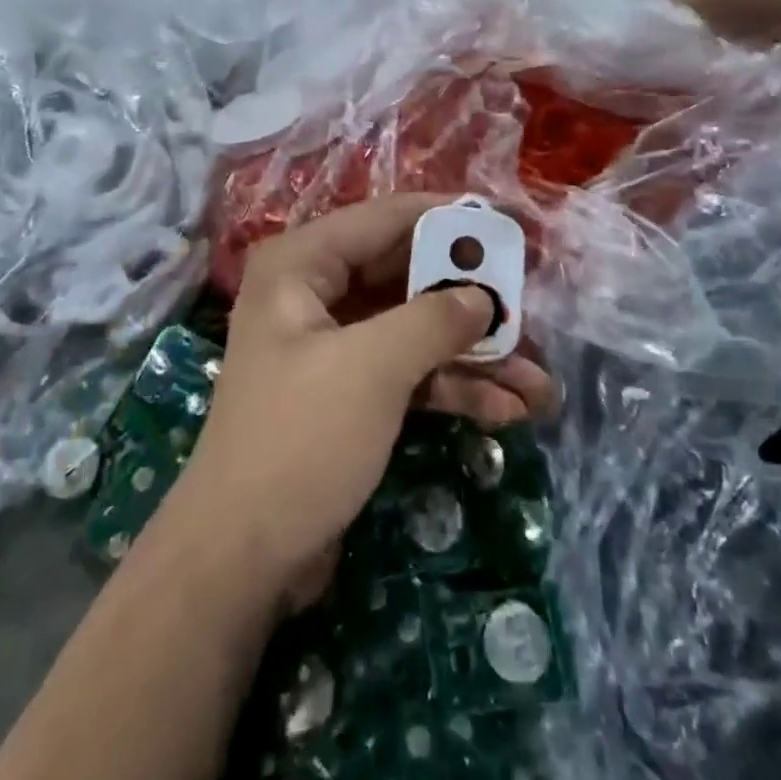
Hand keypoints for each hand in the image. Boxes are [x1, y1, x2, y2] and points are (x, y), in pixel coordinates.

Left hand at [174, 194, 556, 600]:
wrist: (242, 560)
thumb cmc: (300, 441)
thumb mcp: (373, 369)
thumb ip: (434, 319)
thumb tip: (483, 296)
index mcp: (302, 264)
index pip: (387, 219)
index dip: (450, 220)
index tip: (509, 227)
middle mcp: (314, 294)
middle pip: (406, 276)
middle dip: (470, 299)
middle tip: (531, 307)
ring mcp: (332, 346)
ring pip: (414, 329)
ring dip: (473, 354)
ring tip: (538, 381)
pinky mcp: (348, 393)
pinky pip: (408, 372)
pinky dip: (452, 387)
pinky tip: (507, 412)